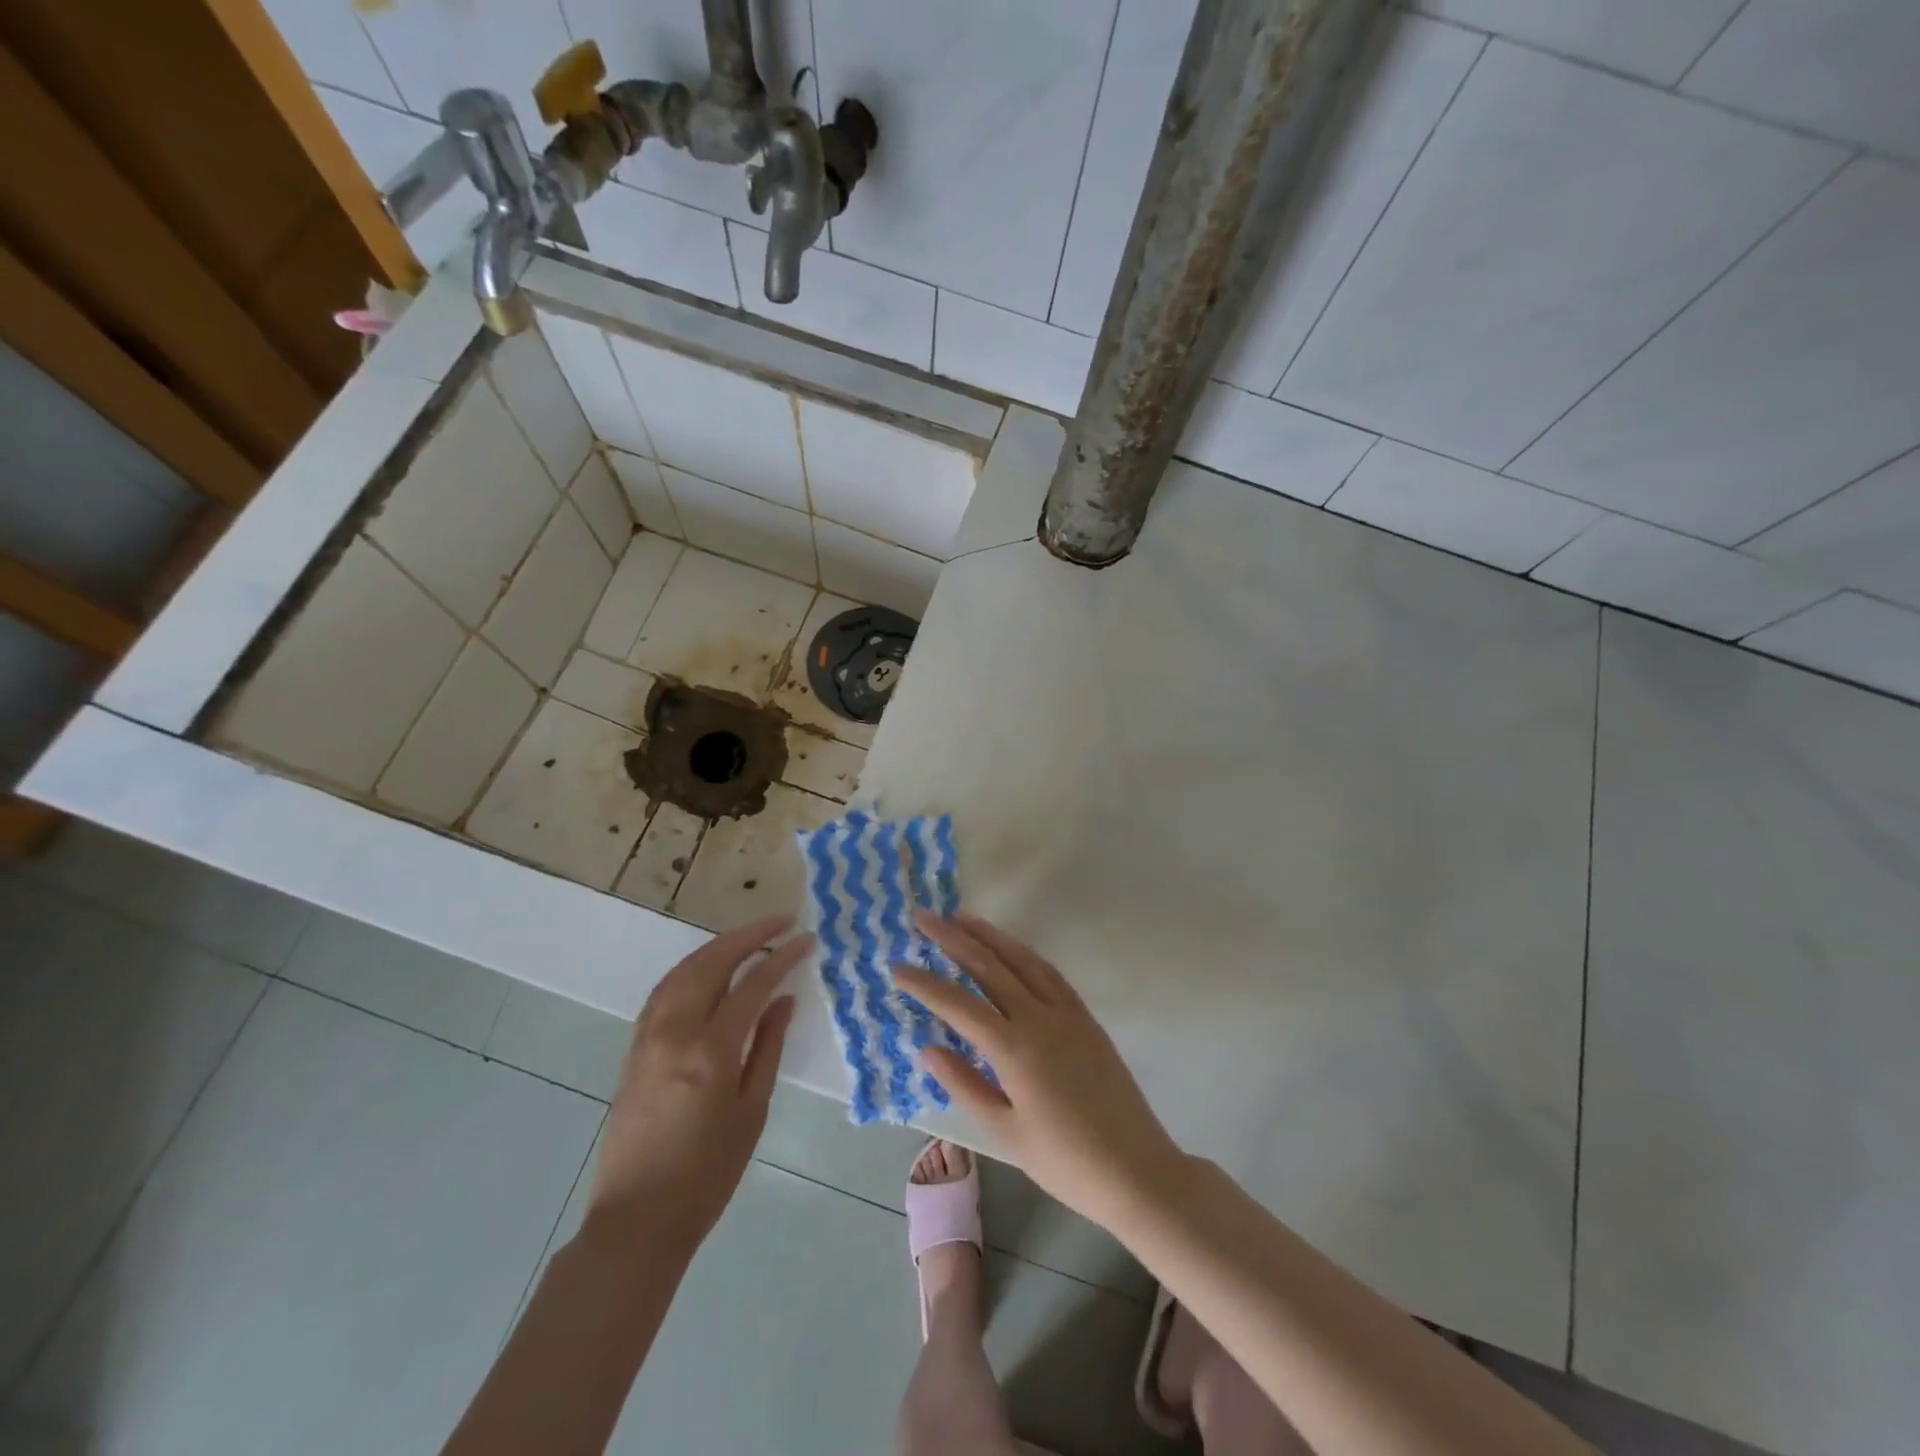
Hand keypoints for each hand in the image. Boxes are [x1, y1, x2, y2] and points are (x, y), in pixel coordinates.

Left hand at [583, 915, 810, 1258]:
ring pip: (683, 970)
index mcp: (710, 1052)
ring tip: (749, 937)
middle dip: (749, 936)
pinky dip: (690, 968)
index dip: (782, 957)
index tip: (806, 939)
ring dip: (718, 947)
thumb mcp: (752, 1112)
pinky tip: (708, 969)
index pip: (752, 985)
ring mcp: (647, 1038)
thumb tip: (784, 1000)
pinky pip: (663, 991)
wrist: (636, 1221)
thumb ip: (768, 1048)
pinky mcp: (633, 1048)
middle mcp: (674, 1033)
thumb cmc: (707, 1175)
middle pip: (712, 963)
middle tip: (780, 921)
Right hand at [893, 912, 1184, 1224]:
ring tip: (962, 918)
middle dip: (953, 939)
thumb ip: (964, 1084)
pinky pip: (1050, 974)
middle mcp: (1039, 1018)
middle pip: (989, 966)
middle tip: (924, 917)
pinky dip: (1025, 955)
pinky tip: (1012, 950)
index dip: (924, 983)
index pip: (958, 1004)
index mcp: (1014, 1048)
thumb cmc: (1064, 1161)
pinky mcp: (1085, 1018)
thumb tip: (928, 1047)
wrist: (1136, 1169)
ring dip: (990, 936)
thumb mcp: (1005, 1131)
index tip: (897, 966)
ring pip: (1022, 960)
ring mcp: (1066, 1013)